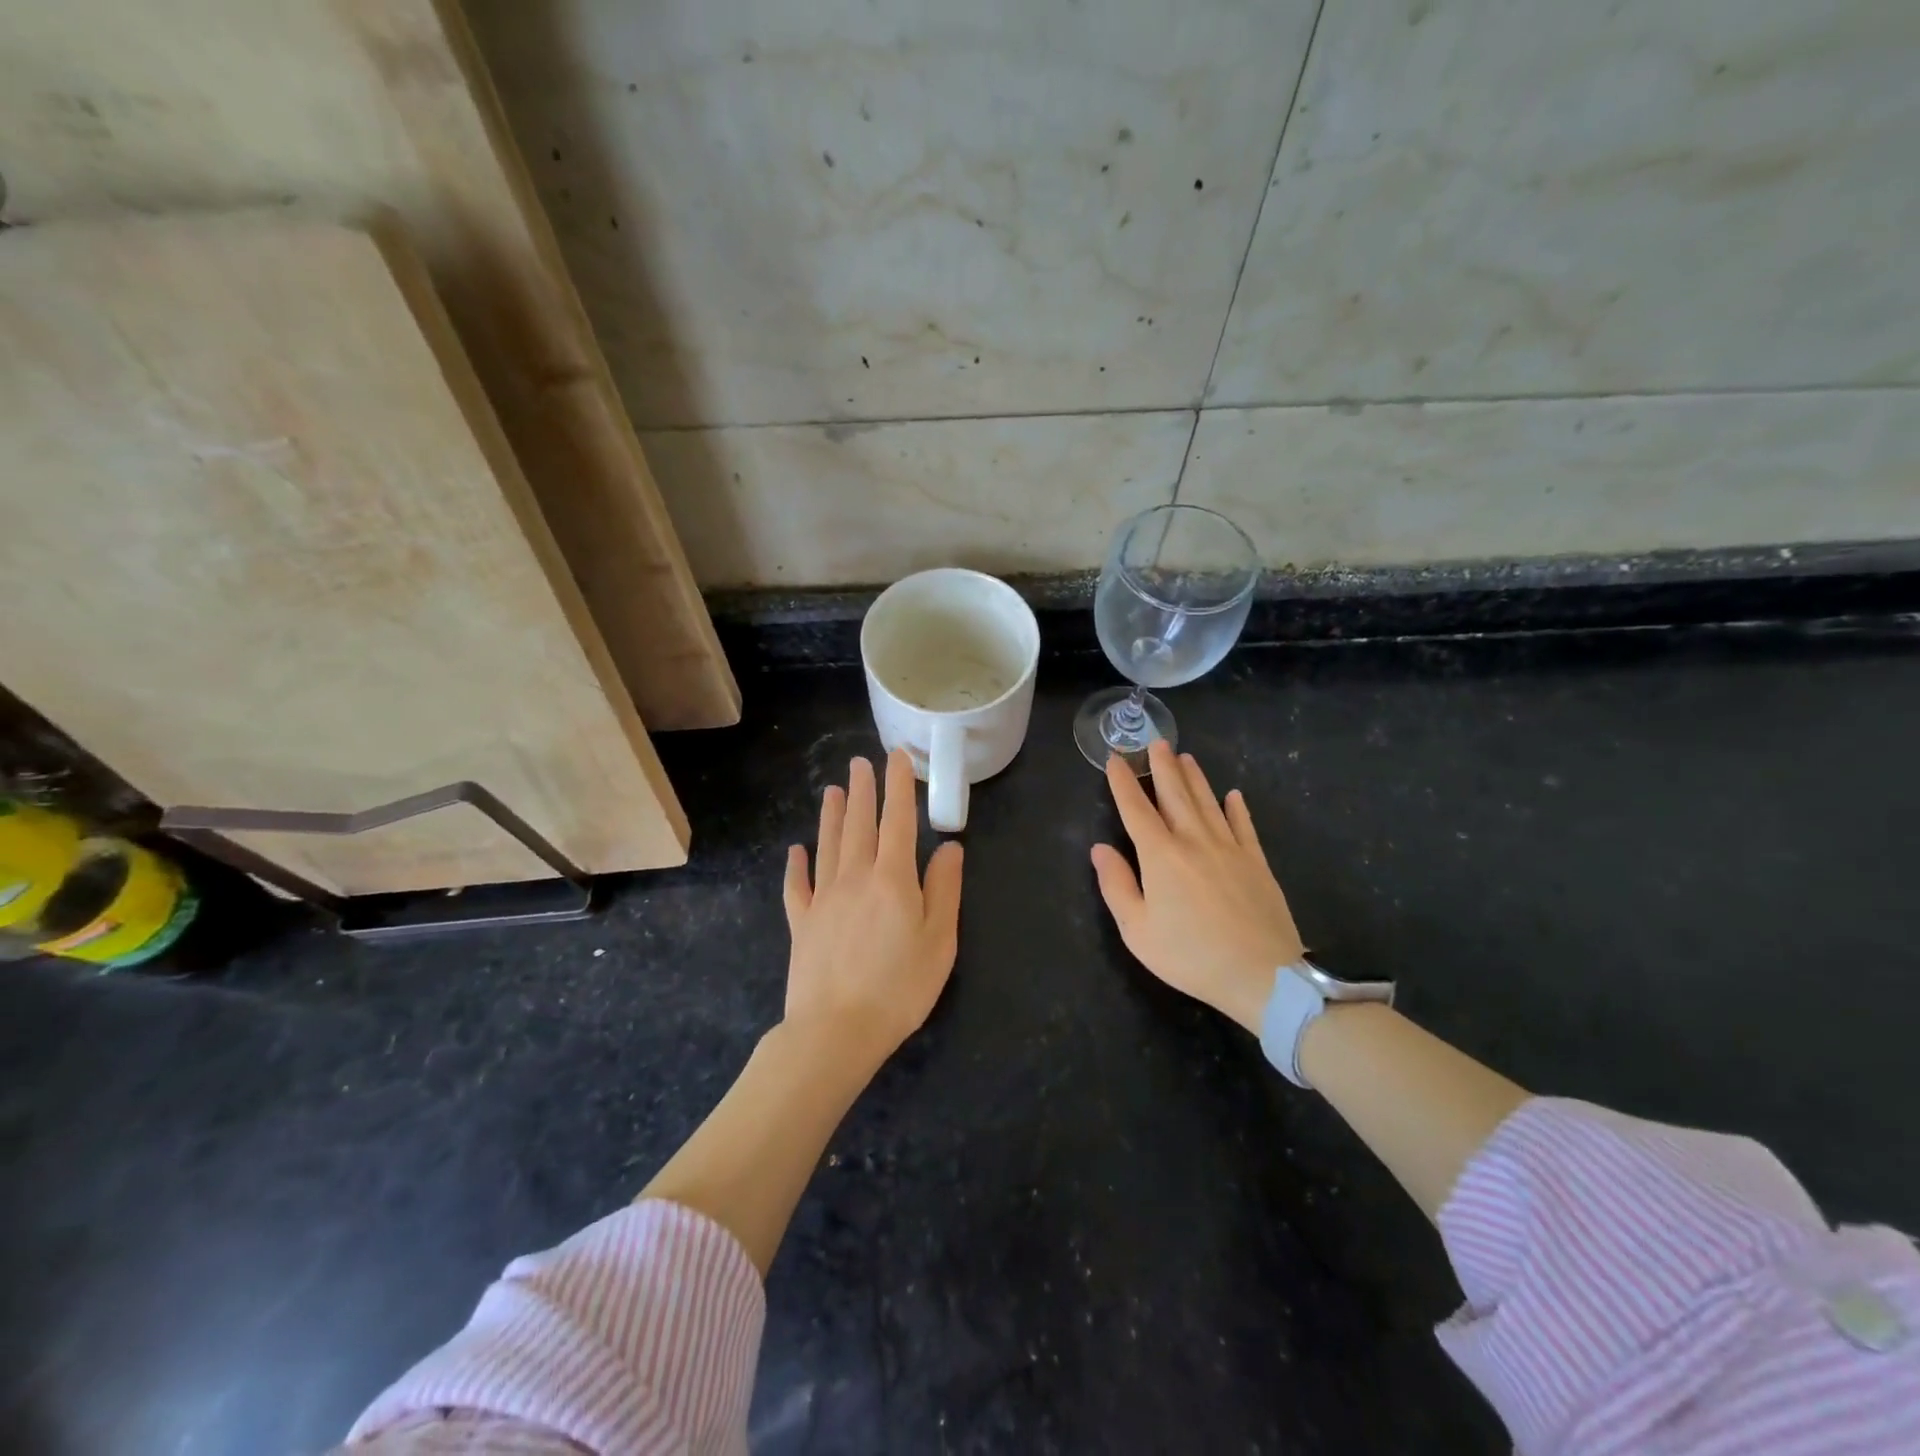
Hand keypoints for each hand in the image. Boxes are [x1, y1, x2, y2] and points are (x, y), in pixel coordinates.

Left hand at [783, 750, 964, 1066]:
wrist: (836, 1030)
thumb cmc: (899, 987)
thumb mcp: (939, 940)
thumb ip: (944, 889)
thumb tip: (950, 847)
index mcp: (893, 879)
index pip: (898, 820)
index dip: (899, 786)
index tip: (897, 757)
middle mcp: (855, 877)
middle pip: (859, 824)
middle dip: (862, 790)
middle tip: (860, 762)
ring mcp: (823, 899)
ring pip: (828, 845)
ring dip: (832, 816)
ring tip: (833, 790)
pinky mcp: (801, 923)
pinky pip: (798, 886)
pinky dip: (797, 865)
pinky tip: (797, 850)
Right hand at [1091, 739, 1303, 1032]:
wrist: (1262, 975)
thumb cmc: (1190, 956)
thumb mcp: (1138, 931)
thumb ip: (1116, 886)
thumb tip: (1100, 848)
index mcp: (1161, 856)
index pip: (1136, 810)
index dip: (1123, 783)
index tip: (1115, 759)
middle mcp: (1194, 841)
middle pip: (1175, 795)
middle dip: (1163, 767)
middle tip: (1156, 742)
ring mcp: (1230, 849)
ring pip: (1208, 802)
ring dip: (1195, 778)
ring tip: (1186, 757)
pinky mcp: (1257, 862)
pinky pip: (1245, 826)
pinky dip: (1237, 808)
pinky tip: (1234, 795)